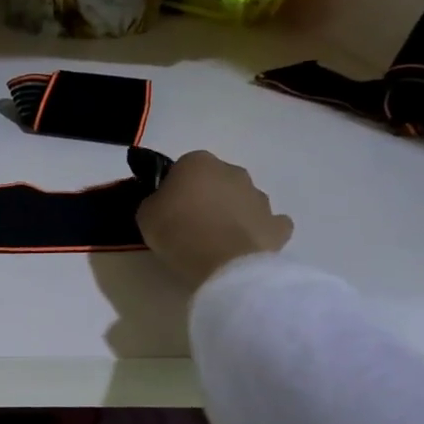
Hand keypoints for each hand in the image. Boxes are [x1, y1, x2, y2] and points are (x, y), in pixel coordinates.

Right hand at [137, 151, 292, 291]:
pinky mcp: (278, 225)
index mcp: (198, 162)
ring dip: (233, 213)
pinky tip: (246, 245)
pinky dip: (260, 231)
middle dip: (207, 196)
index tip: (167, 207)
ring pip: (243, 200)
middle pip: (217, 180)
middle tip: (190, 223)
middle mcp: (232, 171)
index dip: (175, 187)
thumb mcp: (145, 214)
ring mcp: (259, 197)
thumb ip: (155, 202)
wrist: (221, 261)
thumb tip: (164, 203)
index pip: (183, 168)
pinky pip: (269, 224)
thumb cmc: (176, 229)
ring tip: (217, 240)